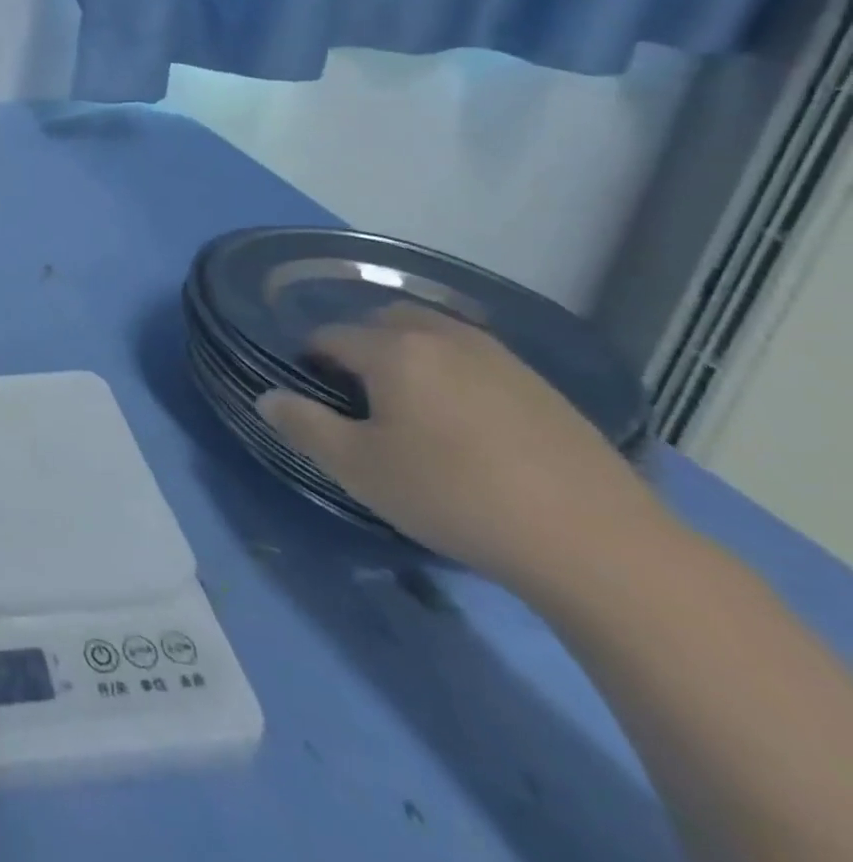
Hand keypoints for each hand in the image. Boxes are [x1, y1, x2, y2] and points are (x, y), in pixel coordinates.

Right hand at [256, 302, 660, 587]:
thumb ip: (304, 426)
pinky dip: (453, 372)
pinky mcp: (540, 384)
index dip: (311, 361)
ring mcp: (499, 356)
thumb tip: (267, 397)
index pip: (331, 335)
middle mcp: (443, 337)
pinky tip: (466, 423)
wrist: (593, 541)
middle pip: (385, 321)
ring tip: (411, 408)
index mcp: (394, 350)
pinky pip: (475, 358)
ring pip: (434, 334)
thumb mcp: (359, 469)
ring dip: (409, 355)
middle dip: (361, 346)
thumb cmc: (453, 497)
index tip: (314, 399)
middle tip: (360, 398)